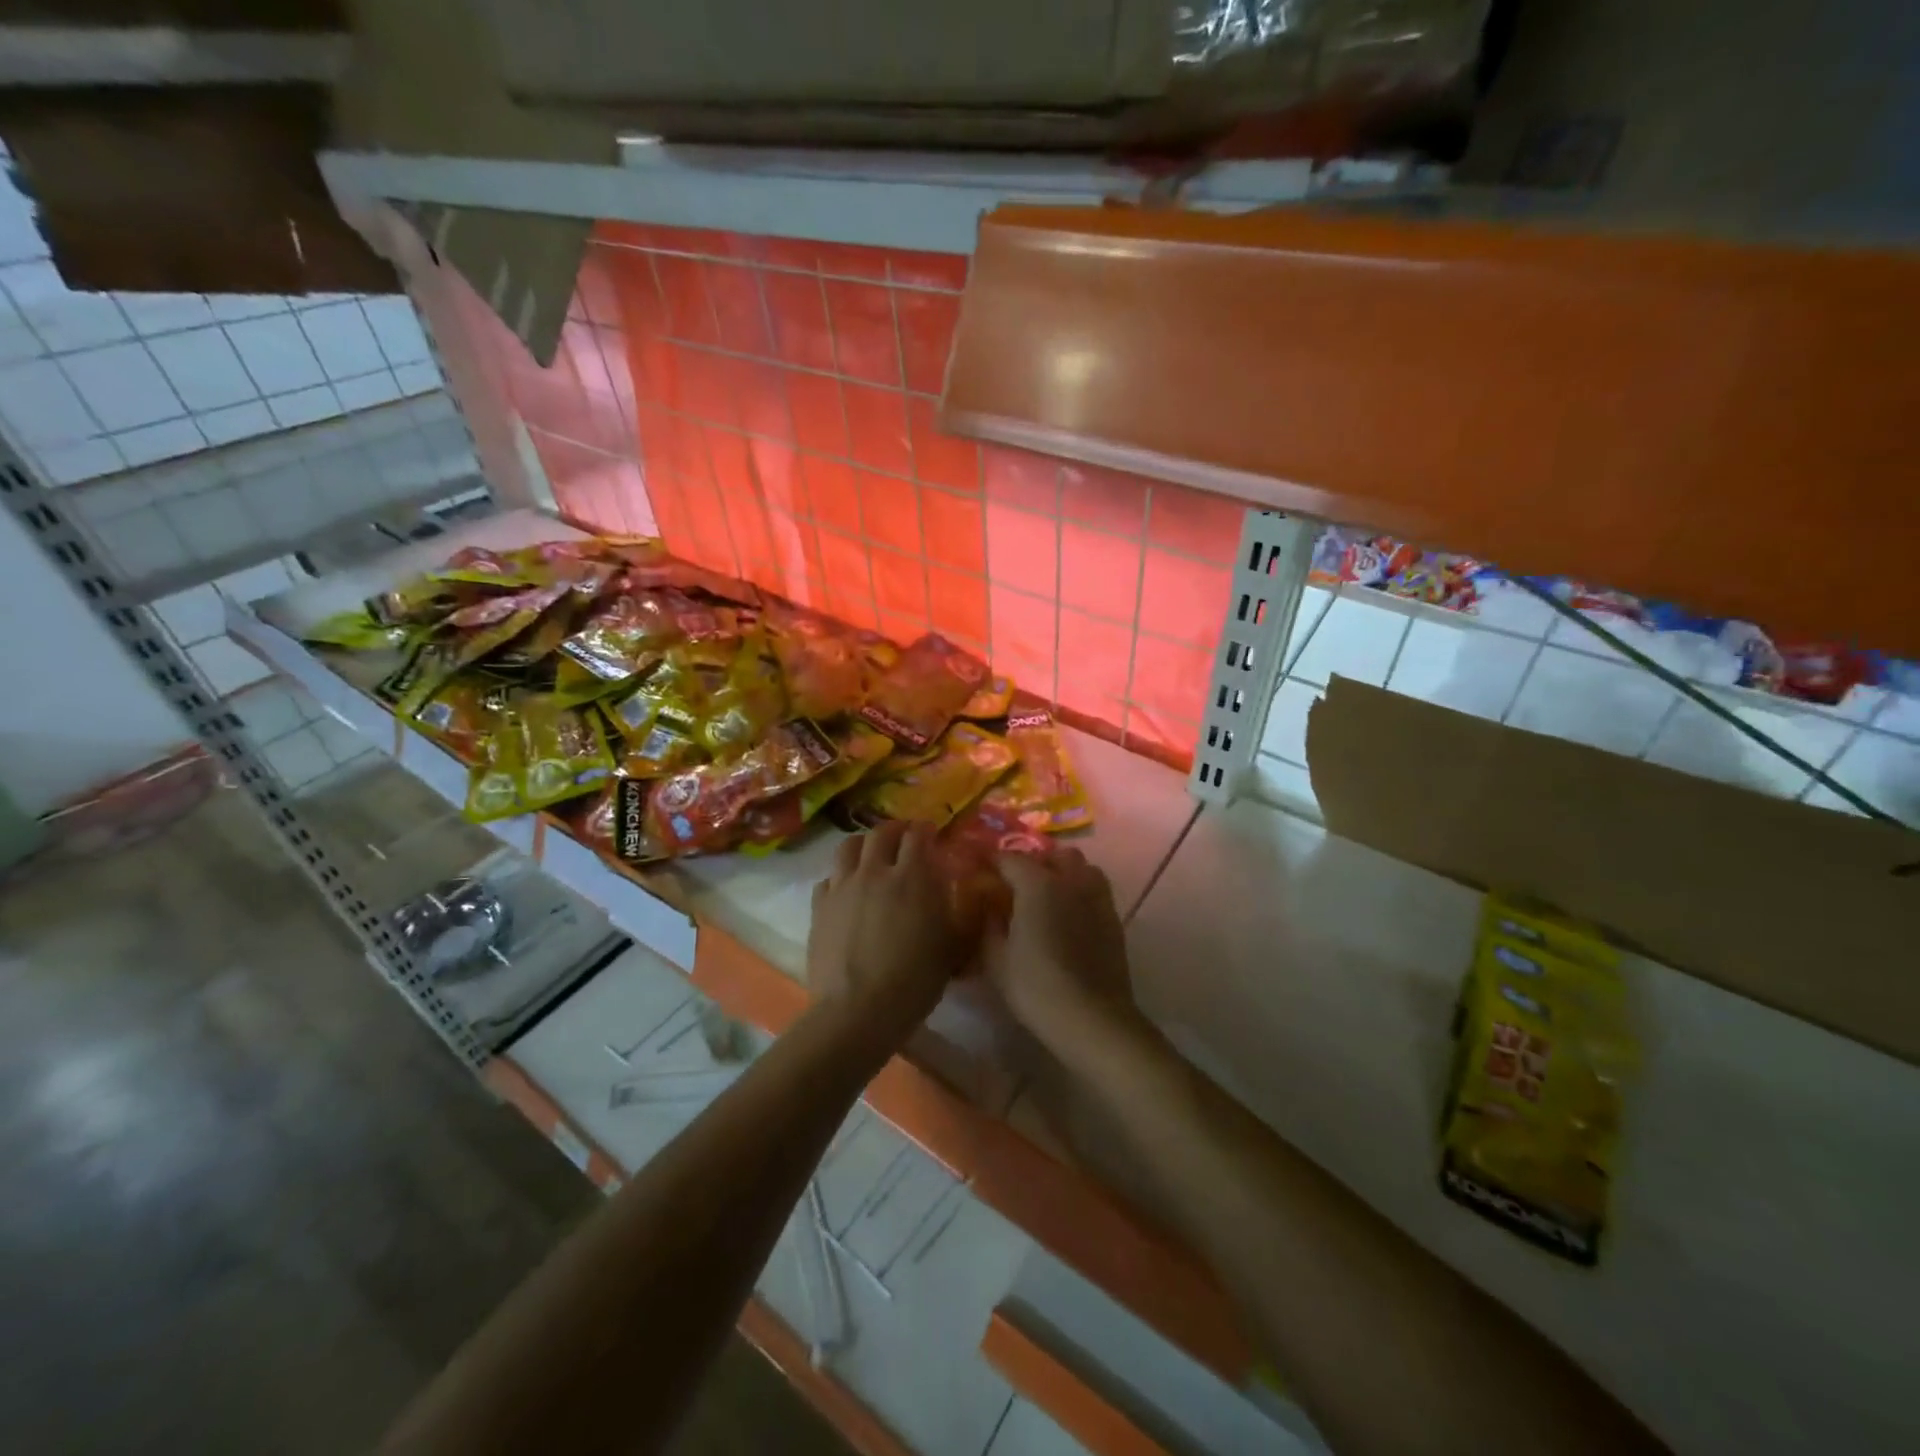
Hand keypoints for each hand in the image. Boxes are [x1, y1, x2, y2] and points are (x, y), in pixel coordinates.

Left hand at [807, 821, 975, 1048]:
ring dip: (864, 844)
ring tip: (871, 854)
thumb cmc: (915, 979)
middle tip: (903, 839)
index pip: (917, 835)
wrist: (858, 1009)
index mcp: (912, 876)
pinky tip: (846, 889)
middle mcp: (874, 871)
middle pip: (881, 833)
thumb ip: (960, 912)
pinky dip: (840, 876)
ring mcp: (842, 886)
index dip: (925, 830)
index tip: (931, 834)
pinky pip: (828, 878)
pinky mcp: (819, 906)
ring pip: (848, 846)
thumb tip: (964, 893)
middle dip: (895, 830)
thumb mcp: (954, 946)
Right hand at [981, 849, 1140, 1059]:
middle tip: (1016, 884)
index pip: (1009, 858)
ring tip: (1048, 895)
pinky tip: (1070, 915)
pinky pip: (1095, 889)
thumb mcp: (996, 959)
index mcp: (1037, 883)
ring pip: (1081, 866)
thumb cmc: (1035, 987)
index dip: (991, 862)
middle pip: (1051, 855)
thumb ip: (989, 924)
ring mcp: (1097, 896)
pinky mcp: (1113, 917)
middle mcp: (1070, 879)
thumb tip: (989, 908)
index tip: (979, 871)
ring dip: (1063, 872)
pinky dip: (1080, 891)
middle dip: (1033, 862)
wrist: (1091, 1018)